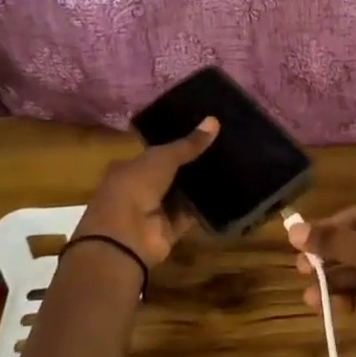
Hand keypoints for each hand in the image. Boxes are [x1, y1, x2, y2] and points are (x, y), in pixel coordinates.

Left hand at [74, 118, 218, 267]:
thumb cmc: (135, 186)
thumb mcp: (162, 158)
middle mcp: (140, 189)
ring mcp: (154, 212)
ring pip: (181, 195)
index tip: (202, 134)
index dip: (177, 144)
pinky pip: (191, 215)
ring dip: (200, 185)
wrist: (125, 237)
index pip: (155, 153)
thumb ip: (189, 144)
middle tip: (222, 148)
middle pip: (171, 174)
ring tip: (230, 166)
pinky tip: (226, 193)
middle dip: (193, 164)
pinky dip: (205, 207)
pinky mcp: (169, 231)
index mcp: (129, 167)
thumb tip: (214, 120)